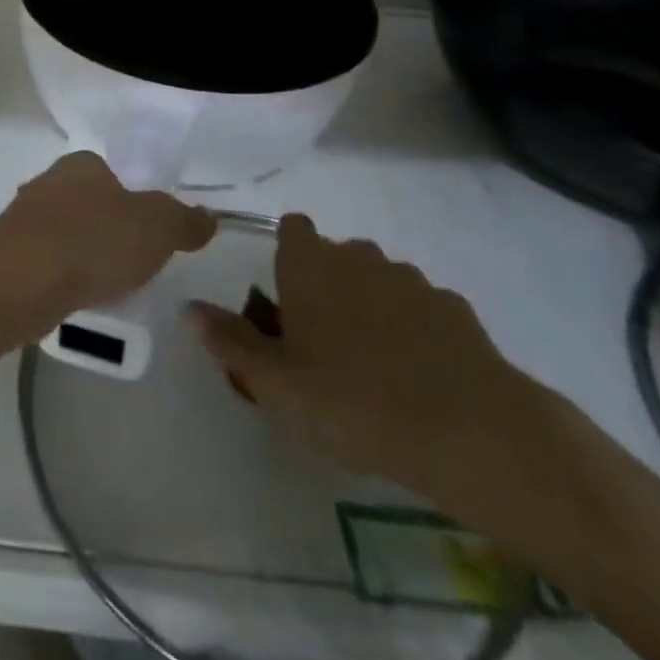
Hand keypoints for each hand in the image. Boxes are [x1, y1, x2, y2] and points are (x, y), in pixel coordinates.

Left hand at [0, 152, 215, 318]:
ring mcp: (22, 219)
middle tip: (131, 264)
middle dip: (107, 230)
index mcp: (82, 165)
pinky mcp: (7, 255)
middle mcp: (48, 182)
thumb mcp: (157, 228)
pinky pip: (45, 264)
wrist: (20, 281)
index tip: (147, 234)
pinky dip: (61, 279)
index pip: (113, 174)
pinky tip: (74, 301)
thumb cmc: (93, 241)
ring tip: (105, 287)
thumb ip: (184, 221)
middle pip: (88, 204)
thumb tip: (209, 217)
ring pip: (64, 234)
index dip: (133, 201)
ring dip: (82, 256)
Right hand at [187, 215, 543, 507]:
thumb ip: (230, 342)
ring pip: (377, 280)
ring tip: (371, 367)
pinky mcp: (455, 308)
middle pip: (334, 255)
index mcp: (311, 265)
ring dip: (369, 306)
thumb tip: (188, 308)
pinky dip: (413, 329)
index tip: (284, 300)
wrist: (472, 431)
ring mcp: (411, 279)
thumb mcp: (277, 384)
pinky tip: (418, 377)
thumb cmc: (355, 401)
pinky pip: (420, 307)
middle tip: (320, 345)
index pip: (291, 227)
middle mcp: (359, 256)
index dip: (285, 255)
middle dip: (325, 285)